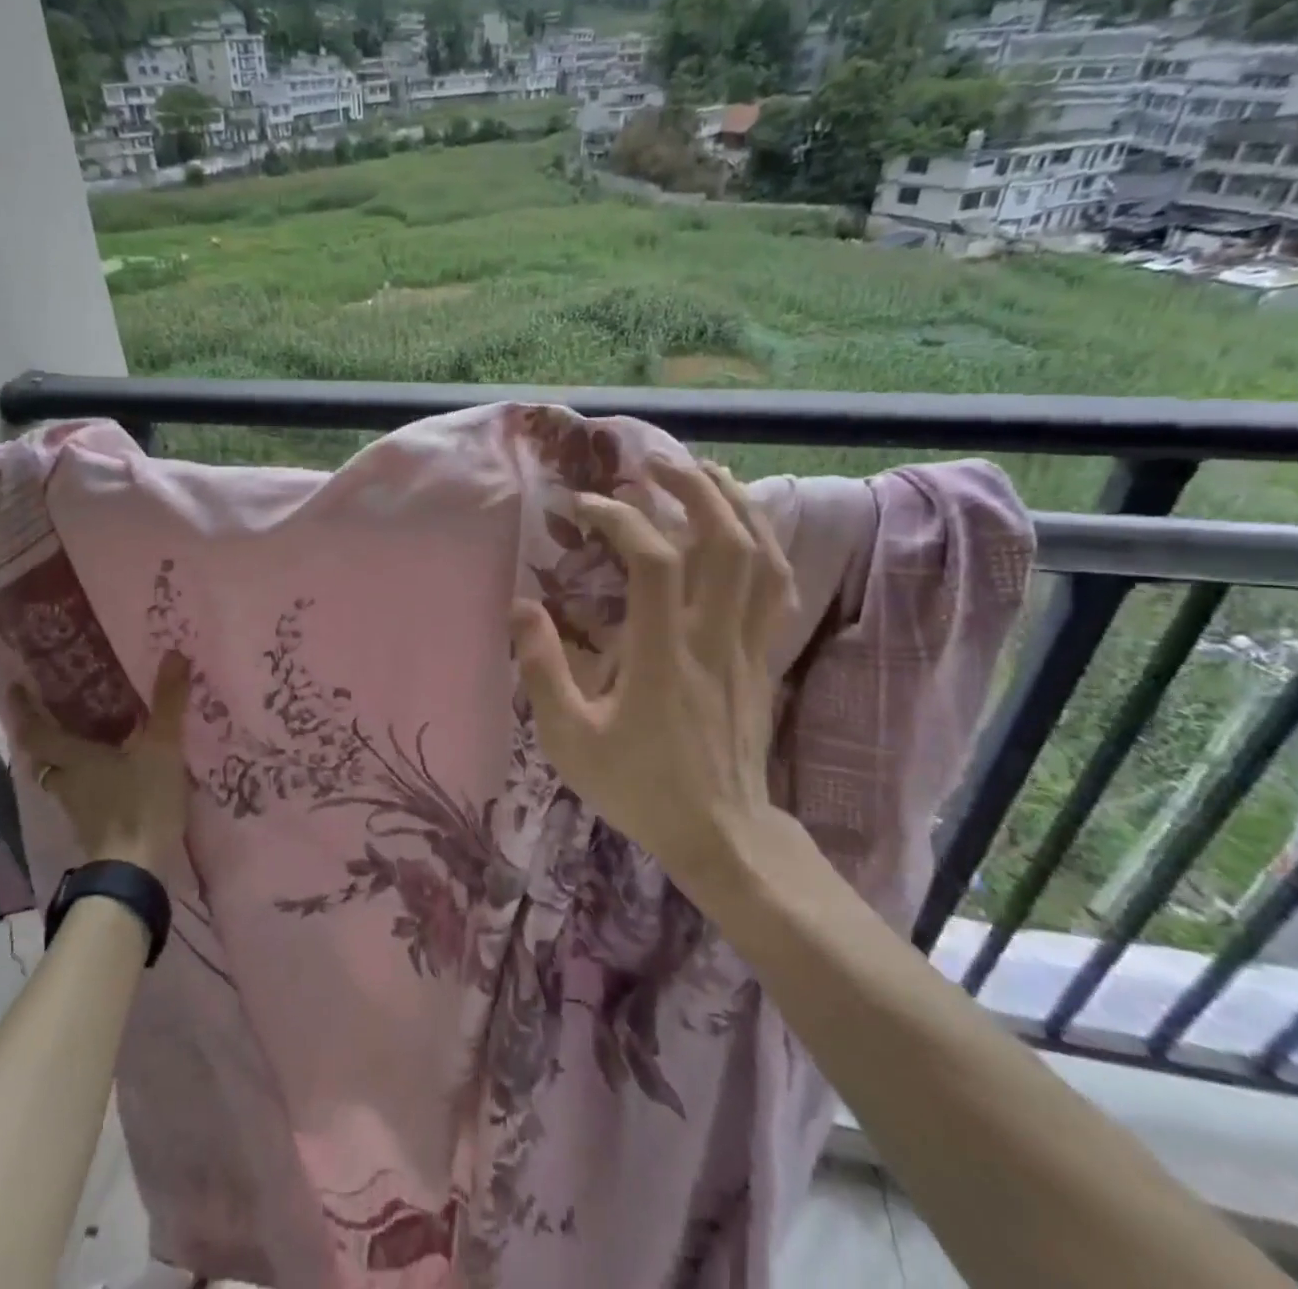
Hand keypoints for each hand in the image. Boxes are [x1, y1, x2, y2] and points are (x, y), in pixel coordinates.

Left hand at [7, 652, 193, 875]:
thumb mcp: (161, 749)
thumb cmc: (141, 803)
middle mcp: (68, 782)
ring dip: (64, 758)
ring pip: (61, 777)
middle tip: (55, 710)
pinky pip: (82, 794)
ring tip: (84, 738)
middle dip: (43, 734)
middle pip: (43, 757)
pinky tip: (110, 773)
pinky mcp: (95, 828)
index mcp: (74, 759)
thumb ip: (167, 703)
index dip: (24, 710)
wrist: (136, 872)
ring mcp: (79, 809)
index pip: (35, 732)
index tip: (16, 687)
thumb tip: (174, 654)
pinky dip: (87, 779)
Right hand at [510, 458, 798, 903]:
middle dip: (691, 489)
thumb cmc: (638, 788)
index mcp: (663, 657)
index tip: (583, 506)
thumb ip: (542, 671)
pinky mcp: (761, 657)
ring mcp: (747, 646)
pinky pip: (776, 588)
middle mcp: (713, 639)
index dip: (621, 520)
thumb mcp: (570, 740)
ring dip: (733, 504)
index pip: (656, 563)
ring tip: (703, 473)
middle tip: (654, 464)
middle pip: (725, 541)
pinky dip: (762, 545)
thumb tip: (521, 607)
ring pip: (760, 557)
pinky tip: (742, 527)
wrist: (721, 834)